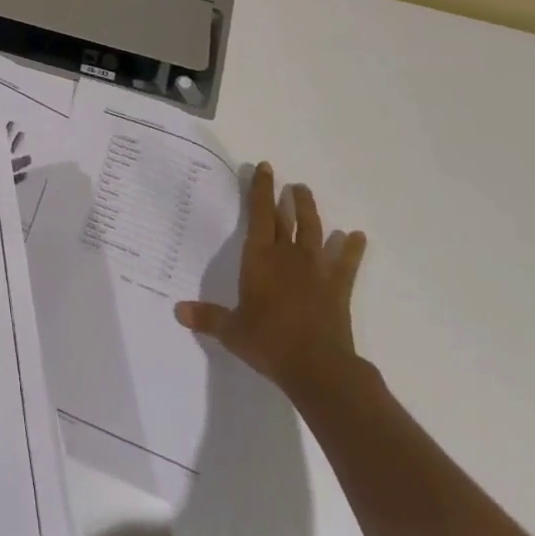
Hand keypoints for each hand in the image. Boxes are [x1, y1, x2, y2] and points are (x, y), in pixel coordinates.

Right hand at [175, 161, 366, 400]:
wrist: (318, 367)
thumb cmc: (269, 342)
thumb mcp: (232, 331)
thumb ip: (207, 317)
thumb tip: (177, 311)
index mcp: (259, 258)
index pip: (259, 215)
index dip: (261, 190)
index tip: (265, 168)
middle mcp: (287, 256)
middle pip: (286, 219)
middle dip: (285, 198)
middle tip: (287, 181)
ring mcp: (316, 270)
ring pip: (314, 232)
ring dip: (310, 211)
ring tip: (306, 193)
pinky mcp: (337, 288)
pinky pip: (346, 263)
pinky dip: (352, 249)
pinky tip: (357, 236)